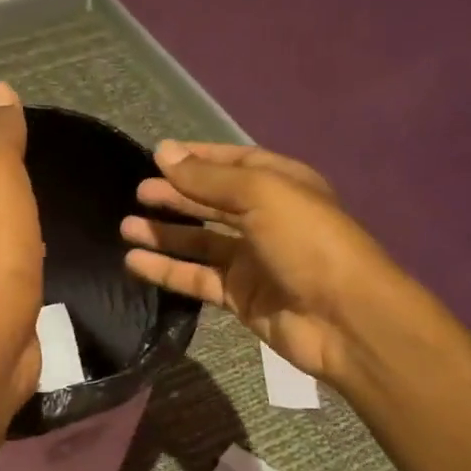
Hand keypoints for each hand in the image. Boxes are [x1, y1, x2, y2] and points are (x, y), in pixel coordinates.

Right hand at [121, 141, 397, 383]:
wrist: (344, 319)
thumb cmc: (306, 242)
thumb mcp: (259, 195)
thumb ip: (207, 178)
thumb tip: (163, 152)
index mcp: (280, 185)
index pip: (232, 164)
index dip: (196, 159)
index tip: (158, 157)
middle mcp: (266, 218)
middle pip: (212, 202)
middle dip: (176, 195)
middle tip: (138, 193)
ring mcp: (252, 259)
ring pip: (200, 241)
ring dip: (165, 233)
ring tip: (125, 226)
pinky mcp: (240, 295)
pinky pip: (196, 278)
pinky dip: (167, 269)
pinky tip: (135, 263)